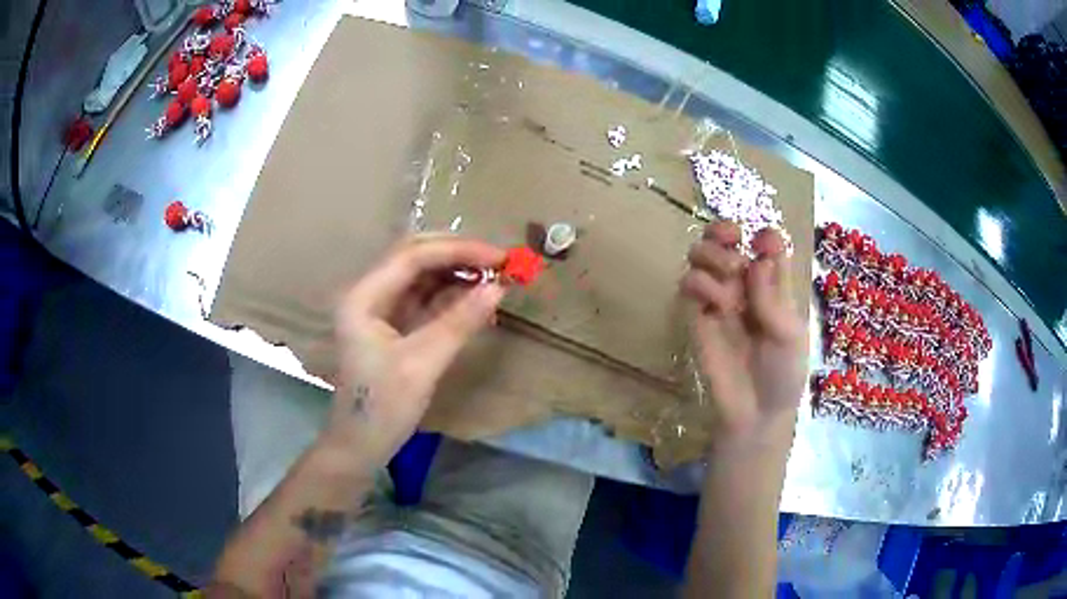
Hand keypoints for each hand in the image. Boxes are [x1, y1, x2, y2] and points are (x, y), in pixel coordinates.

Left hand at [326, 236, 505, 464]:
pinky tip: (477, 300)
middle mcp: (369, 294)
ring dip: (457, 274)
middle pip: (415, 258)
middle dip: (458, 255)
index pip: (412, 256)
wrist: (359, 446)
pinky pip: (425, 299)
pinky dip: (452, 297)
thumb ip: (459, 322)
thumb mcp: (422, 364)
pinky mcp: (393, 326)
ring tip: (495, 278)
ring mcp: (380, 310)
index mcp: (363, 297)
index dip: (457, 250)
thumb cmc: (382, 408)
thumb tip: (499, 288)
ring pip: (422, 277)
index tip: (499, 256)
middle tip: (499, 262)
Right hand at [680, 222, 805, 448]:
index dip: (763, 236)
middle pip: (725, 237)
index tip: (762, 244)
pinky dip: (700, 284)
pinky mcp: (696, 316)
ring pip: (701, 253)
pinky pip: (688, 283)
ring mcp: (718, 298)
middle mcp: (744, 283)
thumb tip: (757, 258)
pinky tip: (715, 305)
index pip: (765, 242)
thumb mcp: (790, 335)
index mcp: (774, 284)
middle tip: (732, 245)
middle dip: (723, 231)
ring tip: (728, 278)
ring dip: (711, 254)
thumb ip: (773, 297)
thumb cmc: (783, 373)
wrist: (754, 412)